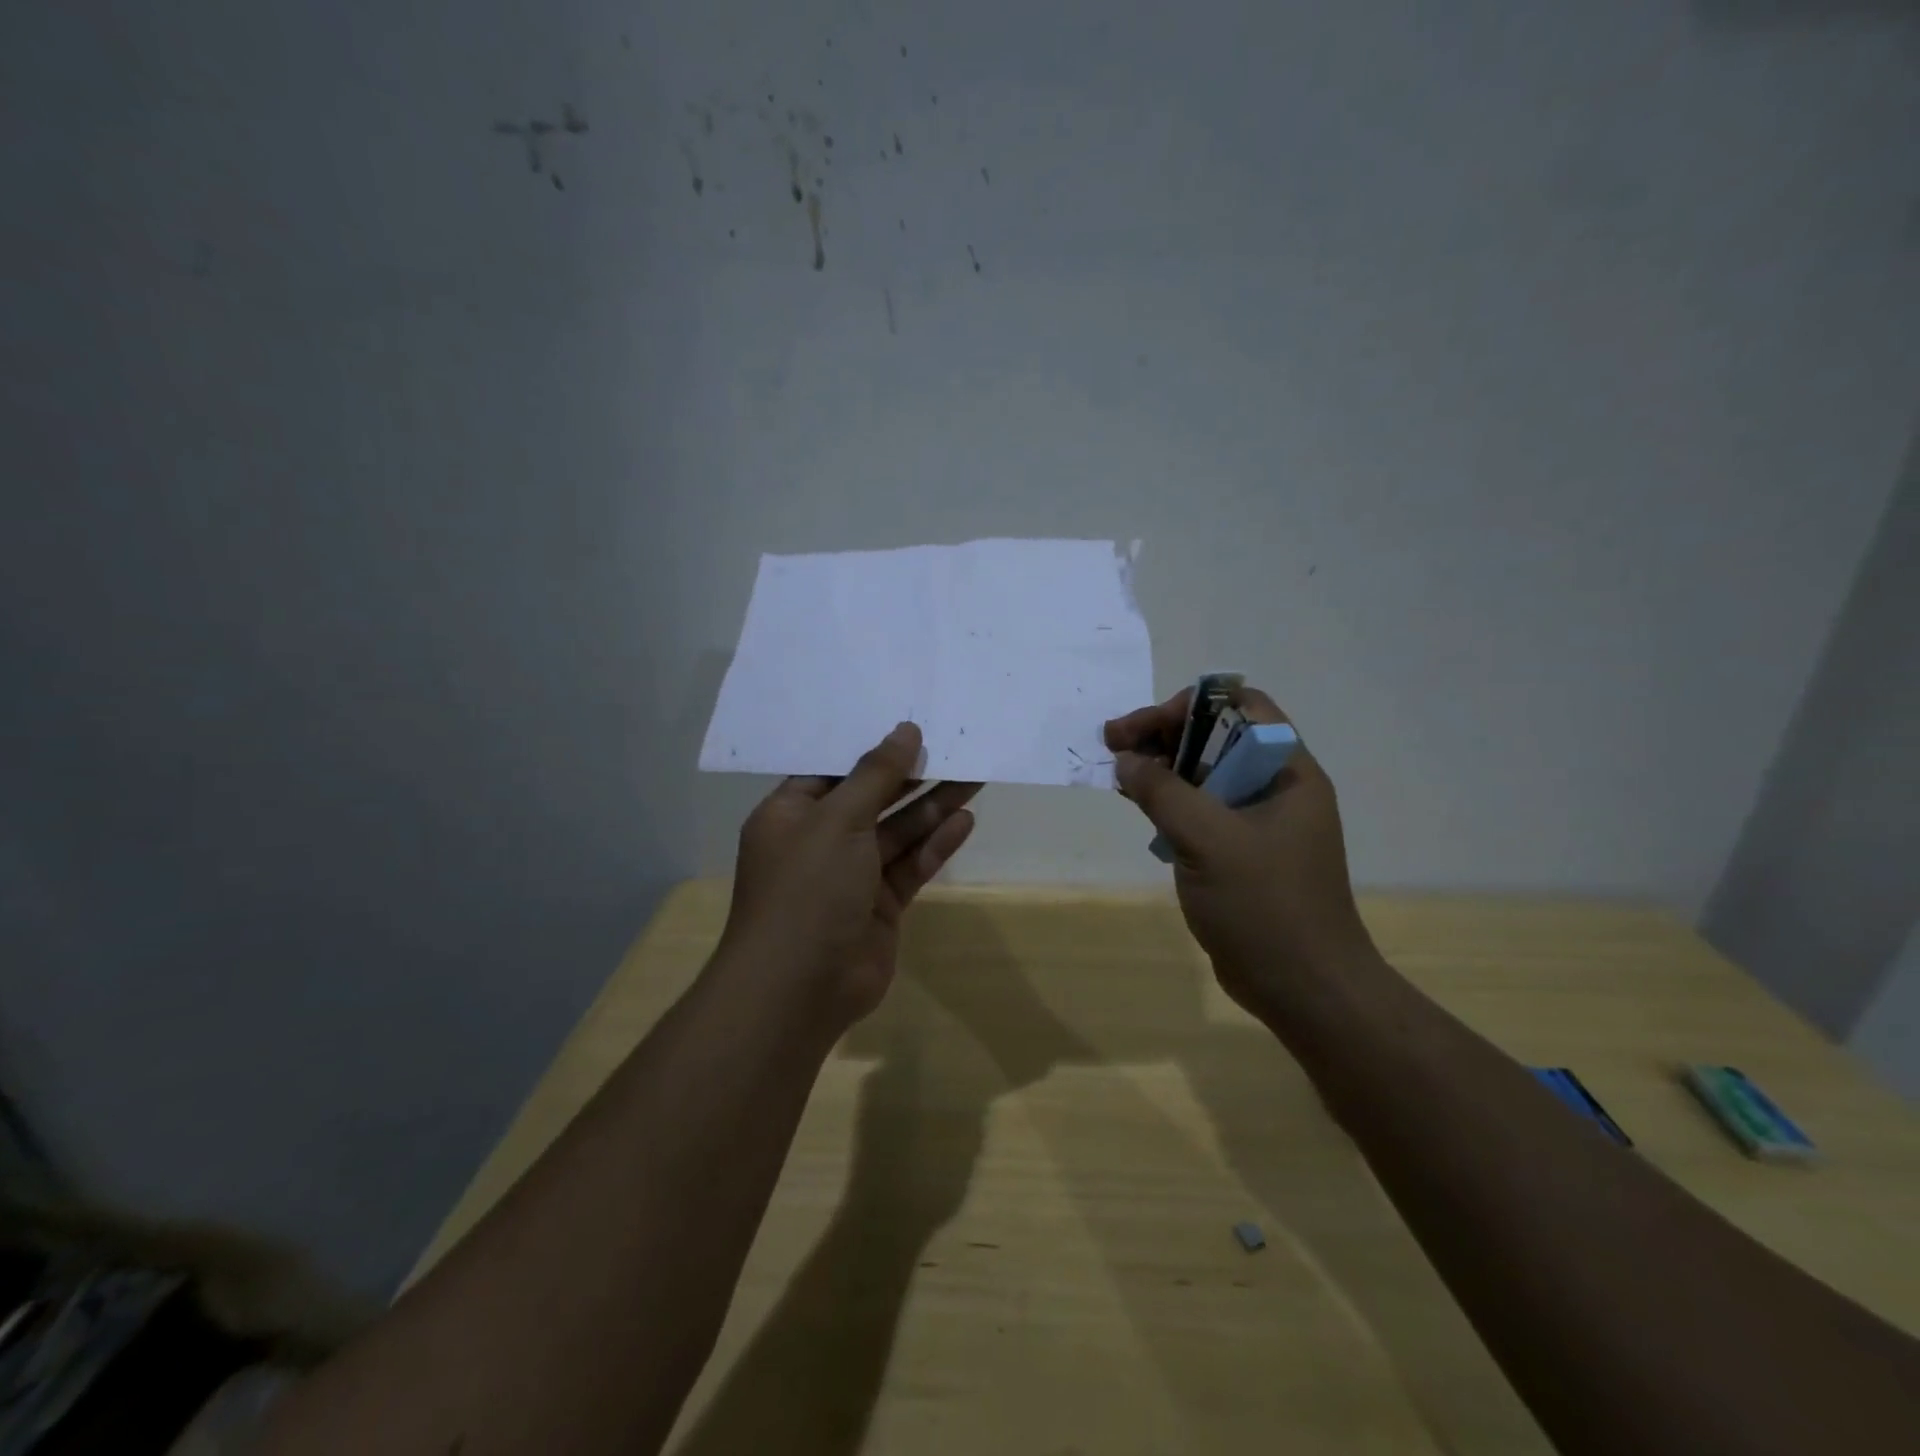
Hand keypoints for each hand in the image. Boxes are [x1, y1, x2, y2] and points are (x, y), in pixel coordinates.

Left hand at [720, 723, 979, 1030]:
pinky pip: (910, 865)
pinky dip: (936, 844)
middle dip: (912, 775)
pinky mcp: (880, 905)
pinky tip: (966, 820)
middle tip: (953, 745)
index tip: (909, 724)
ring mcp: (851, 875)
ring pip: (898, 831)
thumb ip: (876, 775)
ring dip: (933, 806)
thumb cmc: (808, 888)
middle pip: (872, 798)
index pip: (832, 769)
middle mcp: (820, 841)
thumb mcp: (838, 820)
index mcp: (791, 814)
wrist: (800, 988)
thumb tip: (905, 731)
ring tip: (974, 775)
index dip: (871, 748)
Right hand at [1104, 687, 1374, 1020]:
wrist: (1303, 989)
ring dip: (1160, 767)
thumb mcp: (1209, 841)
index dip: (1191, 706)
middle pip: (1215, 737)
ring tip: (1116, 772)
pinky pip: (1199, 810)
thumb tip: (1125, 760)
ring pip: (1202, 774)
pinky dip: (1166, 801)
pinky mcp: (1237, 852)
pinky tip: (1137, 805)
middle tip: (1113, 746)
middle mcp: (1274, 788)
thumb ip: (1164, 793)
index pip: (1242, 708)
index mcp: (1286, 772)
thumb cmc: (1265, 906)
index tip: (1144, 727)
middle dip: (1163, 734)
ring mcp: (1256, 822)